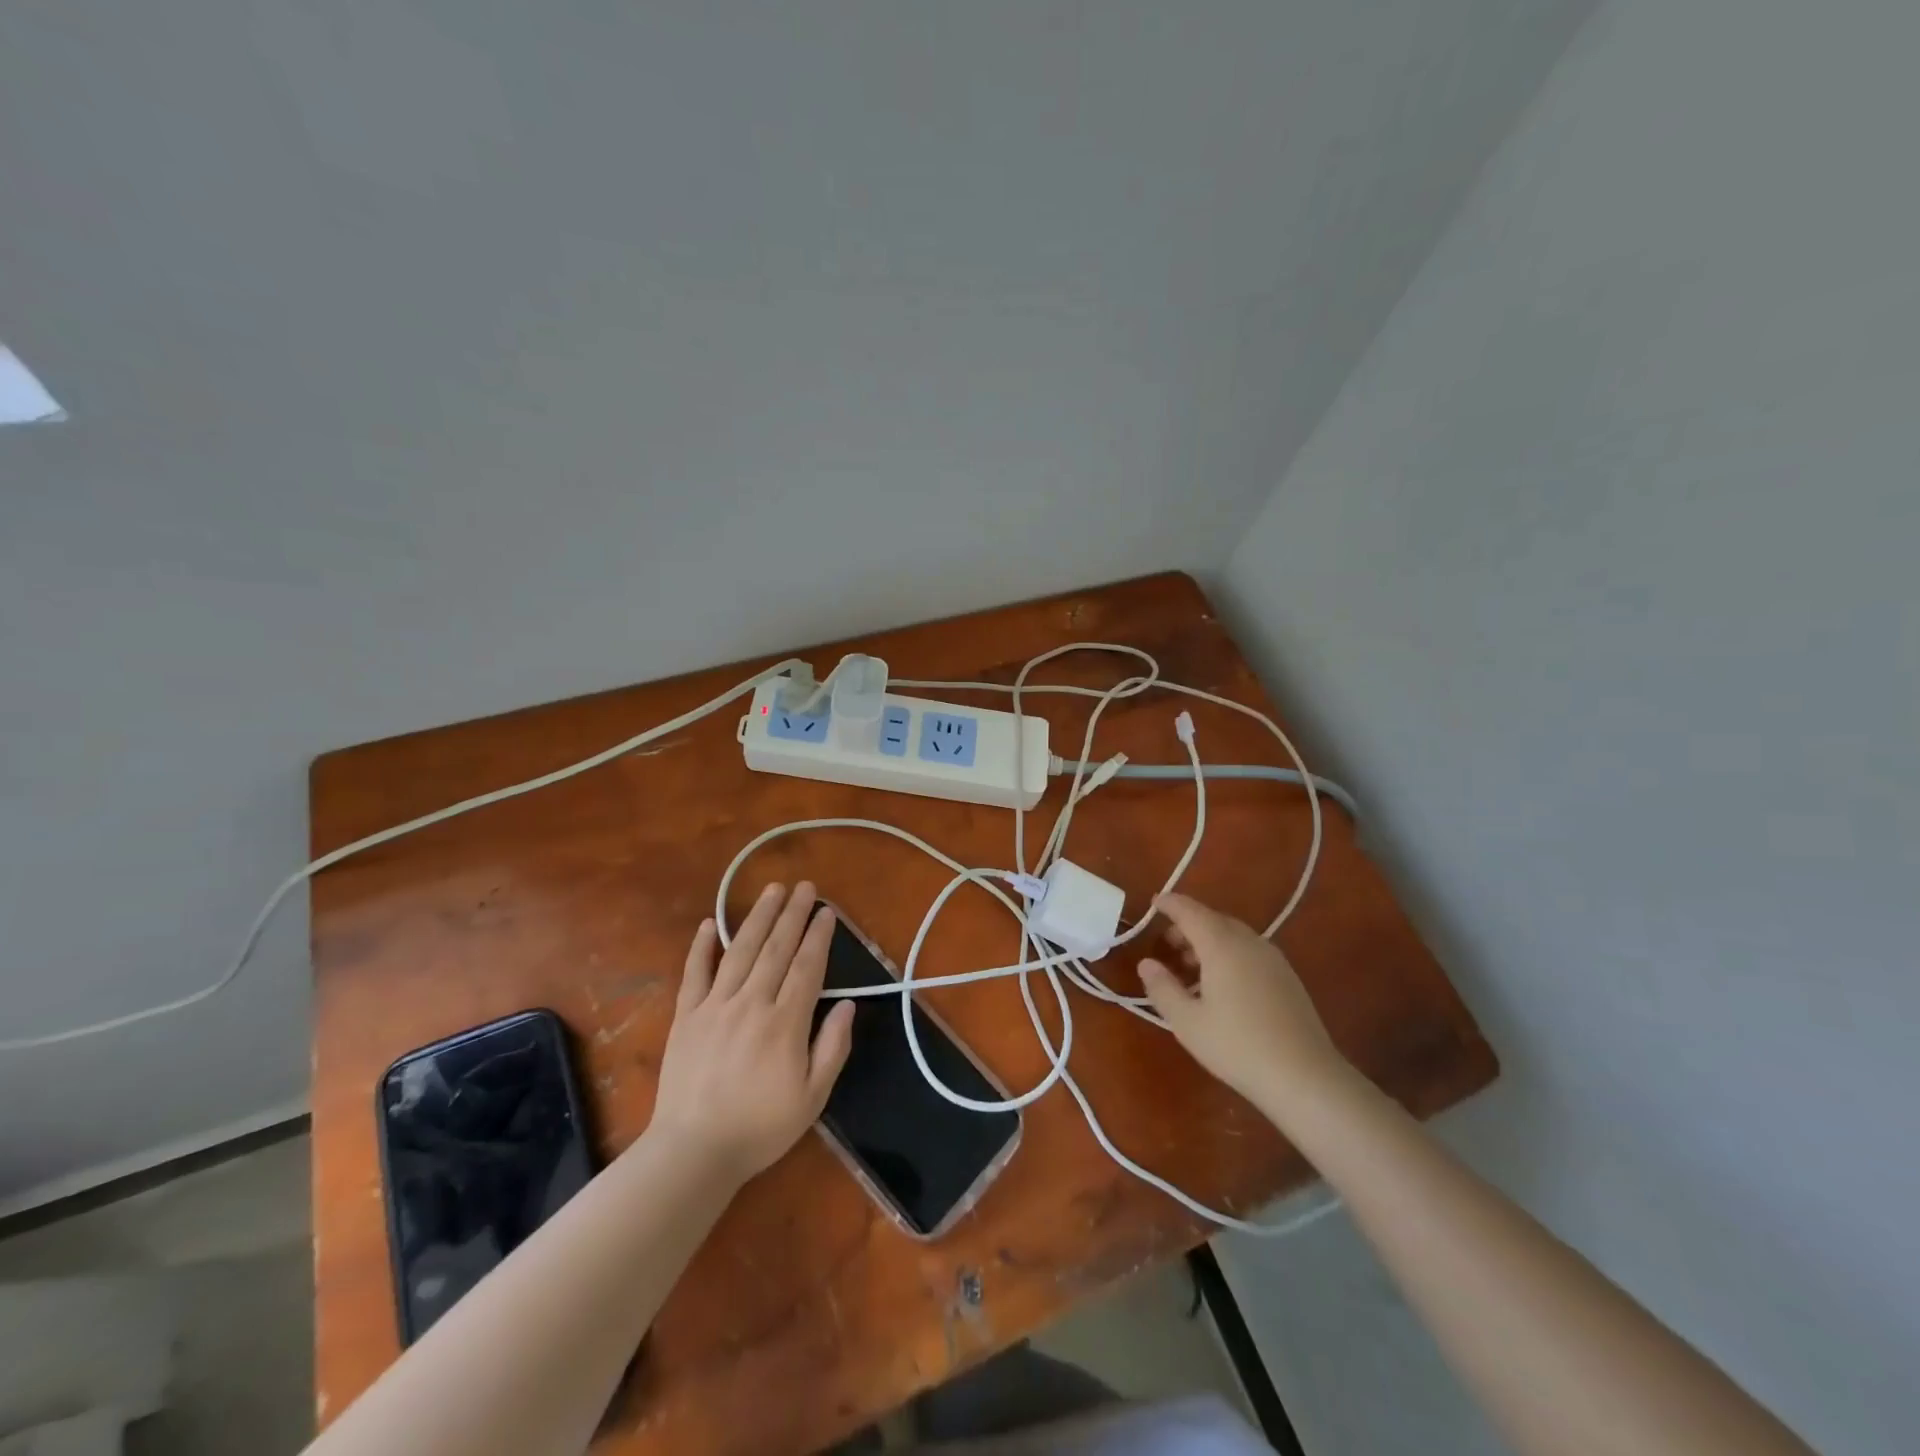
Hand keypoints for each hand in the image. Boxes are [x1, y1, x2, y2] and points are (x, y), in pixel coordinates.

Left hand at [650, 882, 854, 1183]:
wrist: (693, 1152)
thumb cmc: (760, 1128)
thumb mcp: (813, 1098)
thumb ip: (832, 1047)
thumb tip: (848, 1005)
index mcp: (785, 1023)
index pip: (807, 967)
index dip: (819, 936)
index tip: (827, 912)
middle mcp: (751, 1004)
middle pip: (777, 949)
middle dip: (793, 914)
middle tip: (805, 887)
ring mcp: (715, 1006)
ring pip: (741, 951)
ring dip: (758, 917)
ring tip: (772, 890)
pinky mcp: (685, 1016)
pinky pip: (694, 973)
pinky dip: (702, 946)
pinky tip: (710, 923)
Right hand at [1137, 892, 1345, 1113]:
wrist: (1305, 1077)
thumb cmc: (1237, 1046)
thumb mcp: (1187, 1022)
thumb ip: (1162, 988)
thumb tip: (1147, 963)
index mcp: (1221, 945)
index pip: (1190, 911)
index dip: (1170, 903)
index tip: (1154, 903)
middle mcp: (1249, 942)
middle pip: (1213, 920)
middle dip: (1188, 926)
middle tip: (1167, 945)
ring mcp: (1273, 958)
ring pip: (1233, 935)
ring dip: (1208, 942)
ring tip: (1191, 969)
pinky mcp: (1287, 977)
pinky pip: (1249, 951)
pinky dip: (1228, 954)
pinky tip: (1222, 985)